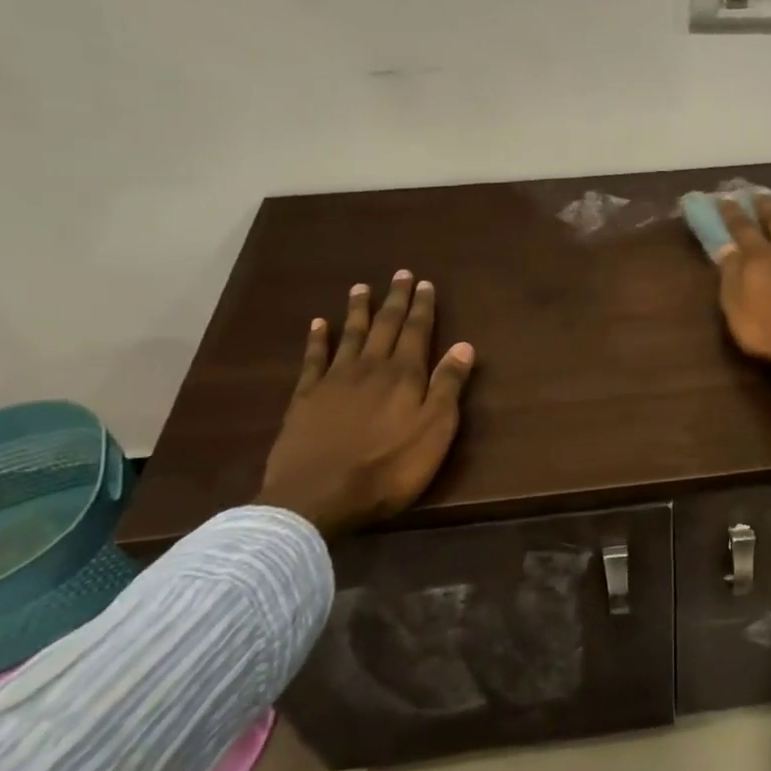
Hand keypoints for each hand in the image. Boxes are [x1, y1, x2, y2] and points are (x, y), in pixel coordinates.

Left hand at [257, 272, 474, 537]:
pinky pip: (314, 358)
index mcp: (405, 375)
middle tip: (400, 274)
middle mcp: (370, 367)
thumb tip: (464, 345)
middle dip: (395, 300)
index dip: (423, 307)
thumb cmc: (389, 469)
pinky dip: (318, 338)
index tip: (425, 283)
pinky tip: (318, 323)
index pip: (417, 332)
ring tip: (361, 287)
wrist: (318, 497)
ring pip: (350, 335)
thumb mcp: (434, 431)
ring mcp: (334, 380)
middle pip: (385, 326)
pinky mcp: (305, 397)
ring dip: (358, 310)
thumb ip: (447, 386)